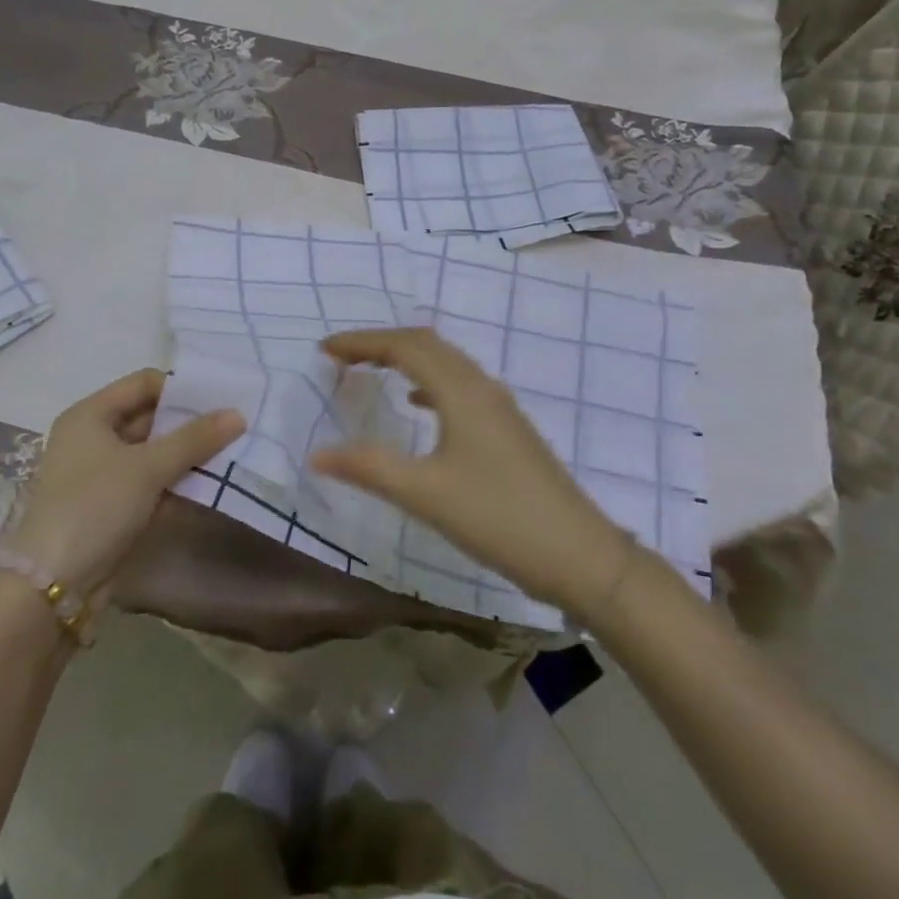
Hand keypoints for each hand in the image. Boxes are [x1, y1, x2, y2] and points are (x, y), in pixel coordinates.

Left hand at [7, 369, 243, 599]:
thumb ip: (194, 439)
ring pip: (152, 453)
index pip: (142, 383)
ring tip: (230, 453)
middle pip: (149, 417)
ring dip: (187, 455)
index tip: (219, 401)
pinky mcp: (112, 506)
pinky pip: (150, 483)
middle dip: (189, 423)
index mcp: (90, 415)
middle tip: (233, 426)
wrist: (53, 585)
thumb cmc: (95, 506)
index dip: (180, 388)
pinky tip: (210, 486)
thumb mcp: (147, 467)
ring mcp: (101, 474)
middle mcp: (93, 438)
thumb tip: (238, 414)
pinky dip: (176, 482)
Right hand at [312, 328, 632, 614]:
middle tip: (341, 356)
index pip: (403, 346)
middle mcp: (481, 387)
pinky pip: (458, 386)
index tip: (324, 350)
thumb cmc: (499, 518)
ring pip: (445, 363)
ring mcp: (499, 406)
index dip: (361, 342)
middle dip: (381, 343)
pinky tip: (416, 406)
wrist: (581, 556)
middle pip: (426, 344)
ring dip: (406, 358)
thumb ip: (369, 468)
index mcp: (461, 391)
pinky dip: (428, 382)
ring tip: (370, 370)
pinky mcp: (507, 428)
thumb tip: (317, 454)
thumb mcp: (425, 494)